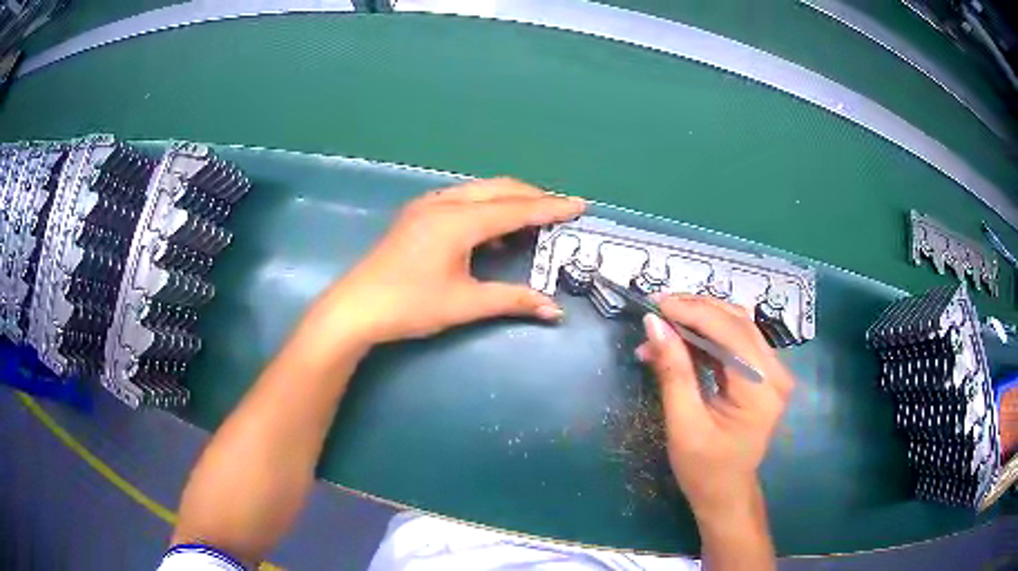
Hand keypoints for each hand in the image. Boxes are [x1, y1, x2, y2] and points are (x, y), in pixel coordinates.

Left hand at [319, 178, 585, 343]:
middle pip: (499, 189)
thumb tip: (554, 310)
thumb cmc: (410, 305)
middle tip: (560, 210)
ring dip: (508, 200)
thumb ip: (512, 300)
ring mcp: (427, 205)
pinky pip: (461, 199)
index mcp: (459, 221)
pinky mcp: (417, 214)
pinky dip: (485, 207)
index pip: (516, 209)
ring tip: (532, 218)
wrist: (357, 308)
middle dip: (533, 197)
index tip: (579, 204)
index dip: (550, 208)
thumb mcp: (465, 304)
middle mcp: (444, 203)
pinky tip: (491, 231)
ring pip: (479, 190)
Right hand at [636, 295, 793, 521]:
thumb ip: (673, 371)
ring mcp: (772, 371)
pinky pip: (735, 341)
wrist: (726, 492)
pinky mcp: (762, 373)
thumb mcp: (683, 424)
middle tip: (657, 310)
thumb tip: (654, 323)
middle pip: (737, 321)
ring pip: (736, 325)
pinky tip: (680, 342)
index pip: (731, 332)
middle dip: (695, 310)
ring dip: (699, 320)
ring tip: (663, 326)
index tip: (656, 304)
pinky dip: (706, 336)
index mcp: (761, 389)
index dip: (693, 312)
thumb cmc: (704, 469)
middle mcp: (775, 372)